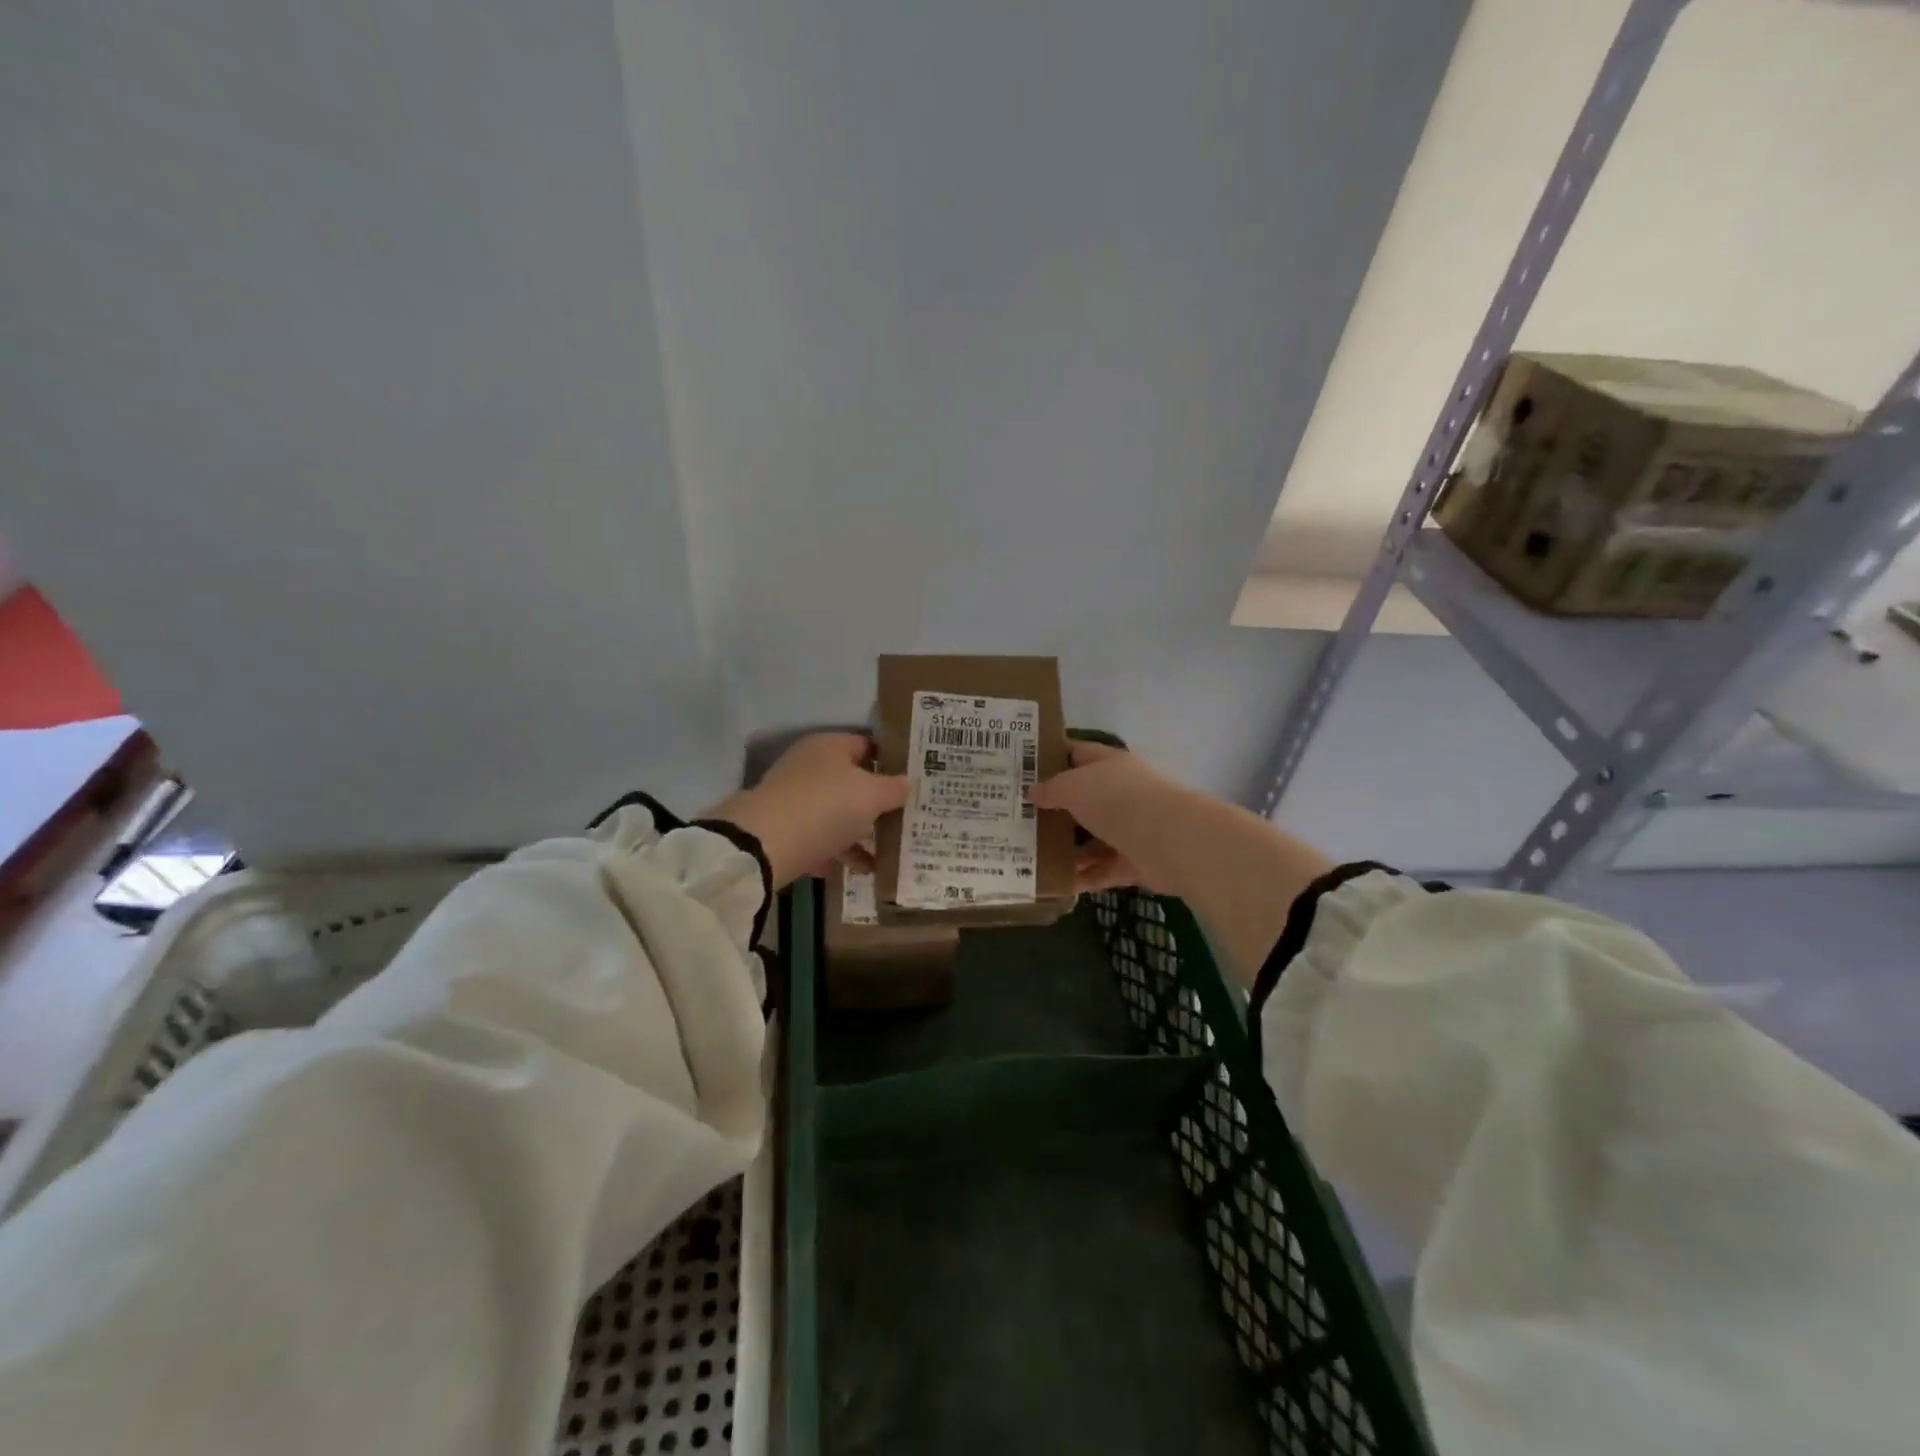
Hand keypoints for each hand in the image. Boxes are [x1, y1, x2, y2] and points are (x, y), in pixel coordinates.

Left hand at [702, 733, 908, 889]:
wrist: (764, 845)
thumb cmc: (826, 806)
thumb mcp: (871, 795)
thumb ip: (894, 788)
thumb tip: (909, 783)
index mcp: (830, 746)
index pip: (868, 745)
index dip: (893, 762)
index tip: (915, 782)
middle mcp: (810, 766)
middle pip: (853, 782)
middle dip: (878, 803)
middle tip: (906, 819)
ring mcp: (794, 798)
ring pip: (837, 813)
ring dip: (861, 833)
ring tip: (888, 854)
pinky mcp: (784, 829)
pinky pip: (820, 838)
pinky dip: (839, 853)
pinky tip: (861, 870)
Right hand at [1030, 739, 1335, 987]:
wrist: (1170, 840)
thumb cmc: (1117, 800)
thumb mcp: (1074, 786)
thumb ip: (1051, 789)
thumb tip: (1033, 793)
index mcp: (1109, 764)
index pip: (1076, 753)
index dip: (1050, 757)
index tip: (1021, 769)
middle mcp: (1121, 792)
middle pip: (1082, 799)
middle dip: (1053, 809)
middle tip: (1018, 819)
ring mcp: (1130, 828)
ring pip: (1091, 837)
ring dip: (1066, 849)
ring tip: (1031, 856)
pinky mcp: (1136, 862)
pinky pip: (1102, 869)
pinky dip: (1083, 877)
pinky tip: (1056, 884)